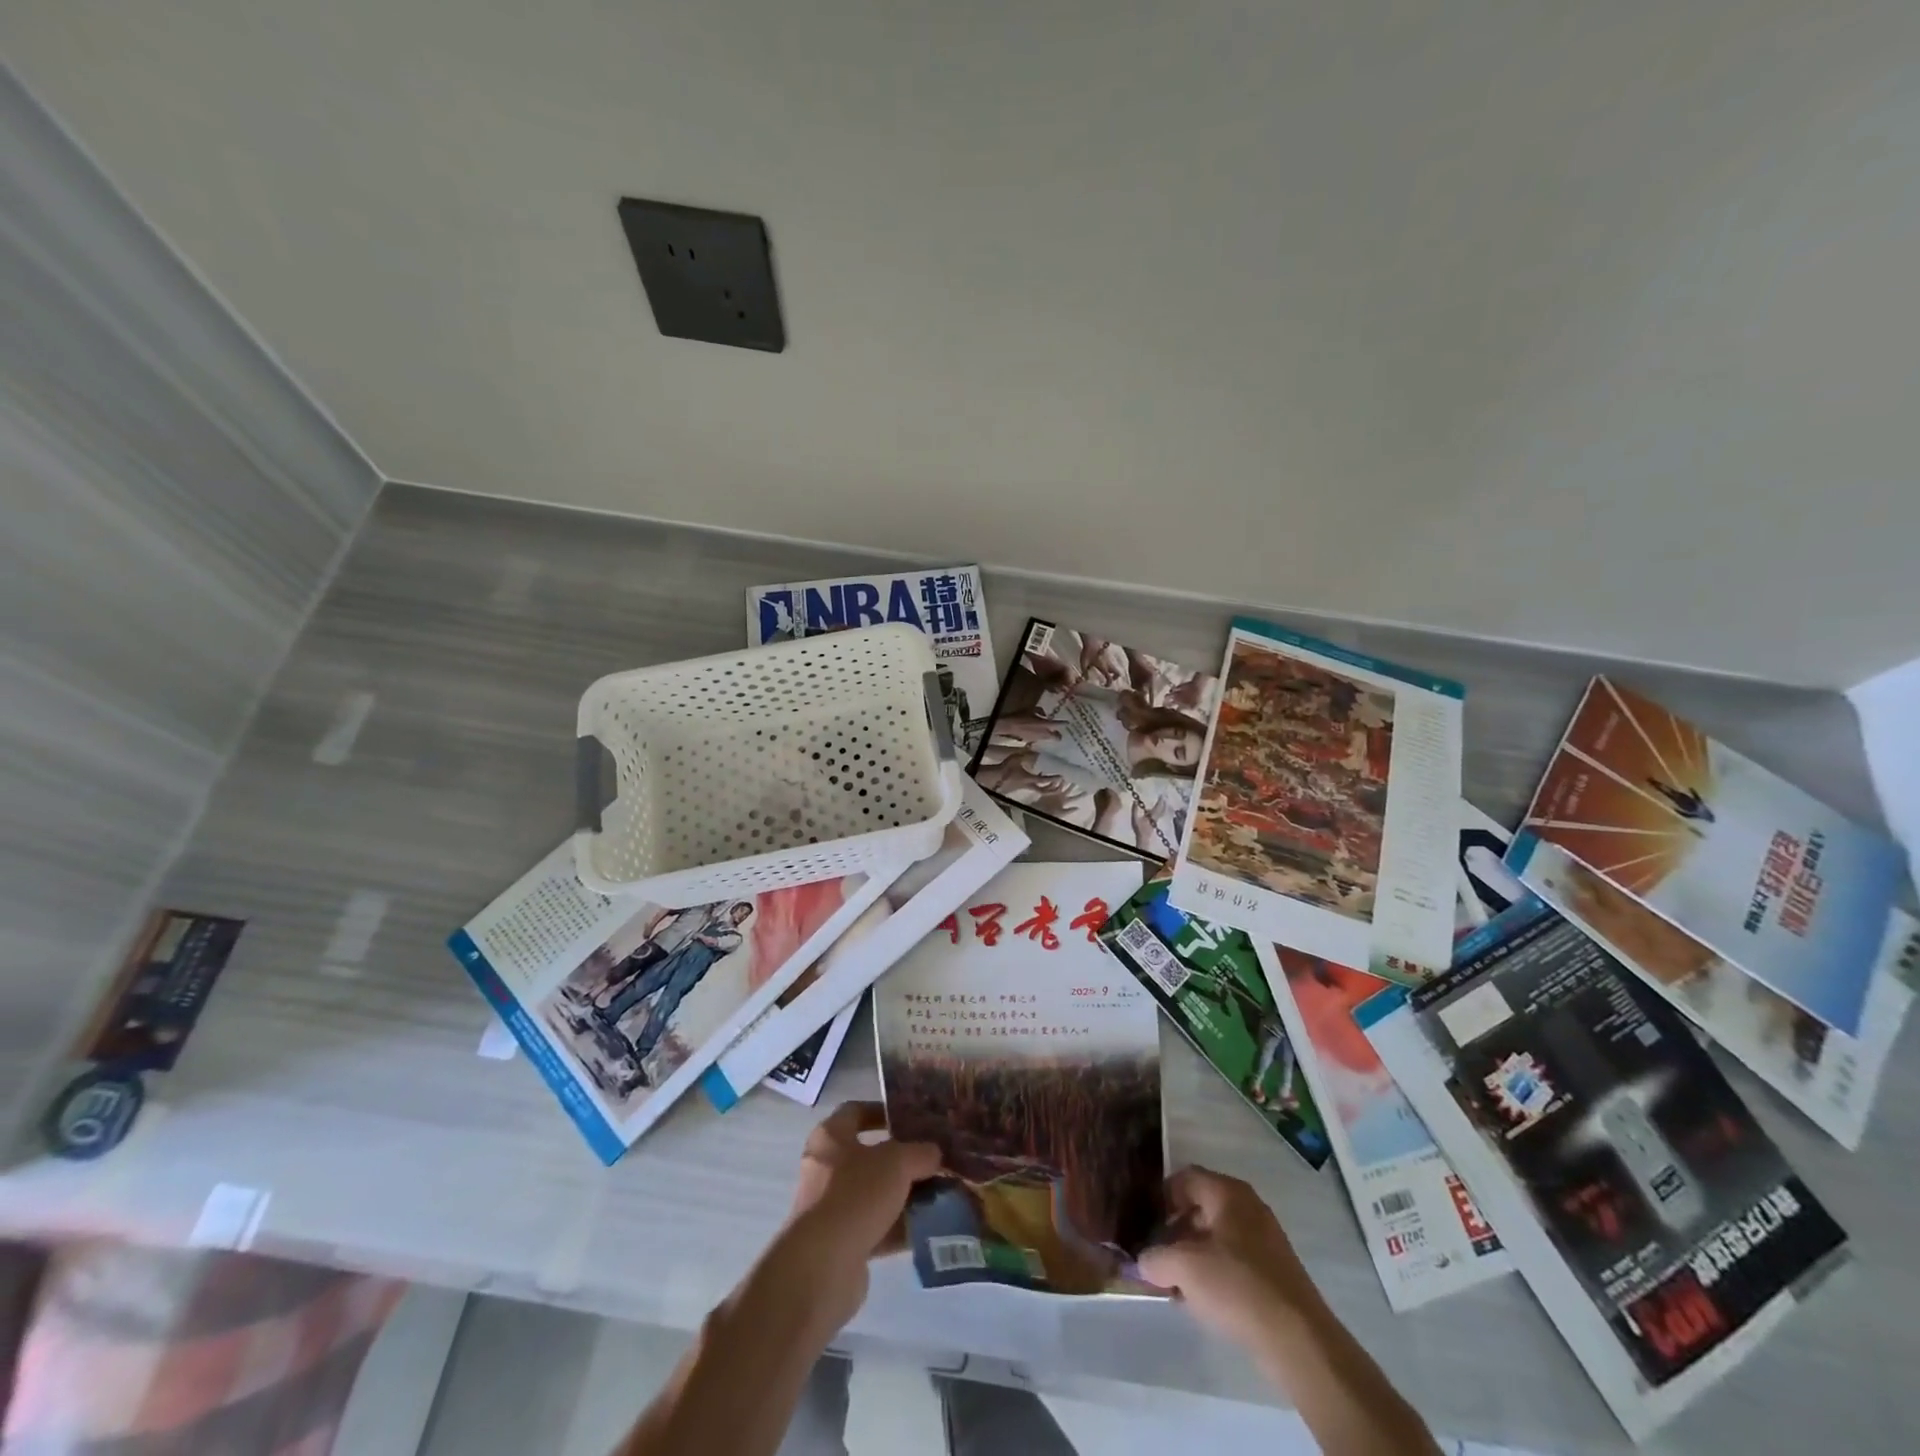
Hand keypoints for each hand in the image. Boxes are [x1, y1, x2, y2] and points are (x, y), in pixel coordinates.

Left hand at [772, 1102, 941, 1330]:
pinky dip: (901, 1226)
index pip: (856, 1111)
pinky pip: (878, 1227)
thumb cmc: (855, 1195)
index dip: (883, 1111)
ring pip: (877, 1194)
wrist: (822, 1267)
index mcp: (831, 1137)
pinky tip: (931, 1226)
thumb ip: (919, 1152)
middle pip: (870, 1156)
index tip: (912, 1118)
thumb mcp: (896, 1162)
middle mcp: (827, 1168)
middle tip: (934, 1158)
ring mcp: (833, 1208)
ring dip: (906, 1195)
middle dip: (903, 1159)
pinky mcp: (842, 1244)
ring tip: (941, 1194)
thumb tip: (934, 1153)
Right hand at [1138, 1166, 1318, 1346]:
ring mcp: (1265, 1238)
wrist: (1299, 1340)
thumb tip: (1144, 1260)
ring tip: (1176, 1283)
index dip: (1161, 1197)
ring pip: (1217, 1235)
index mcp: (1228, 1192)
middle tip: (1157, 1256)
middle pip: (1200, 1206)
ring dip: (1193, 1254)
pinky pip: (1235, 1258)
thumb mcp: (1184, 1269)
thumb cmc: (1237, 1286)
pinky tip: (1204, 1300)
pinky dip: (1215, 1271)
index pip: (1185, 1178)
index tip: (1146, 1224)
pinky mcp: (1275, 1270)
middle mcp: (1248, 1206)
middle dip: (1175, 1230)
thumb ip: (1155, 1258)